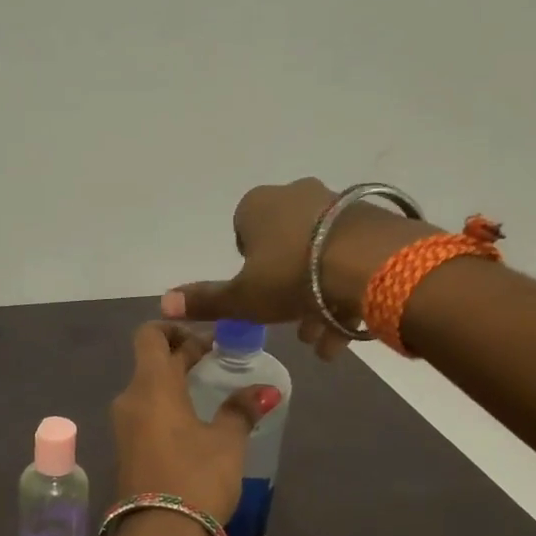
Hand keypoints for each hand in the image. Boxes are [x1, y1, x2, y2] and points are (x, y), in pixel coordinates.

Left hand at [111, 323, 281, 523]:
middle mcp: (130, 398)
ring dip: (175, 381)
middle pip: (150, 361)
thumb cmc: (195, 477)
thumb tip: (267, 391)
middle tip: (218, 359)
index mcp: (151, 385)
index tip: (205, 335)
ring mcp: (124, 426)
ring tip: (210, 389)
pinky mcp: (127, 449)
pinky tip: (195, 420)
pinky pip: (145, 412)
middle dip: (182, 354)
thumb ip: (241, 410)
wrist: (158, 535)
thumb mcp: (227, 442)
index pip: (149, 334)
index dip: (175, 327)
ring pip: (148, 388)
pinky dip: (167, 405)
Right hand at [160, 177, 440, 360]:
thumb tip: (163, 304)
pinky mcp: (372, 219)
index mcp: (257, 206)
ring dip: (318, 301)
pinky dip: (345, 291)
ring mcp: (337, 205)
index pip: (242, 234)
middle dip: (288, 292)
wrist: (372, 263)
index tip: (261, 296)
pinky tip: (349, 329)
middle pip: (284, 250)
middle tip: (295, 327)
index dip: (249, 269)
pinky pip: (350, 257)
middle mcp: (295, 195)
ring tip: (324, 340)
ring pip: (318, 258)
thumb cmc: (293, 277)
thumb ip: (205, 301)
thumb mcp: (242, 298)